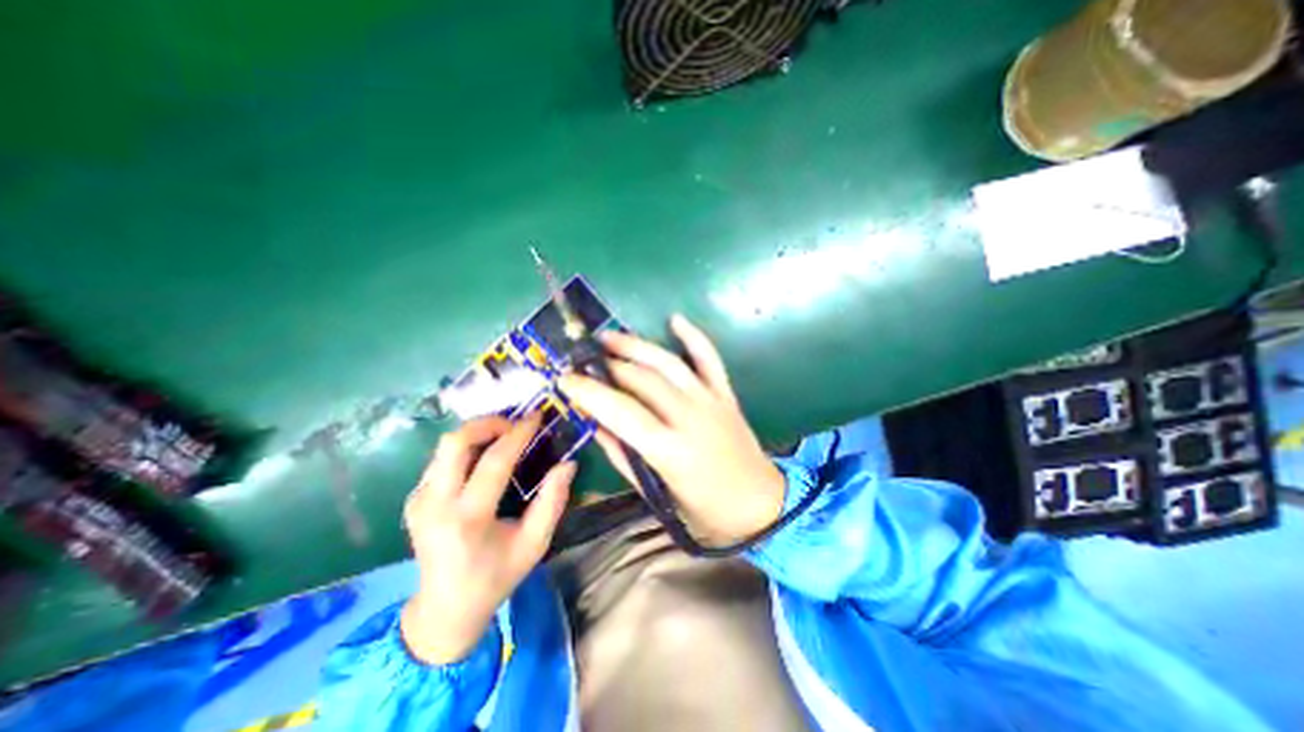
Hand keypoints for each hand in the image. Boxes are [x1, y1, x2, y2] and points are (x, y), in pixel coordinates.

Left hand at [399, 417, 571, 663]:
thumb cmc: (496, 576)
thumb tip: (568, 463)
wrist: (444, 609)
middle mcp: (435, 505)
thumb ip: (553, 502)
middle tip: (515, 424)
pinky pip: (442, 459)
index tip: (537, 416)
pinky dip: (467, 447)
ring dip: (478, 432)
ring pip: (446, 446)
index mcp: (468, 520)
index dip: (518, 434)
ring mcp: (419, 501)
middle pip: (455, 442)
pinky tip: (486, 456)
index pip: (493, 462)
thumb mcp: (535, 544)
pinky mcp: (414, 499)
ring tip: (505, 435)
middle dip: (488, 423)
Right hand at [555, 314, 775, 547]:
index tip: (565, 380)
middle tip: (583, 361)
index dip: (590, 392)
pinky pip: (710, 359)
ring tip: (609, 337)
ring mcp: (711, 402)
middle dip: (608, 366)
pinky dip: (693, 337)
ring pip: (669, 364)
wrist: (762, 505)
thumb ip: (624, 457)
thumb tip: (596, 424)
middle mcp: (691, 418)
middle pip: (643, 381)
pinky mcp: (726, 395)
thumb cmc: (706, 512)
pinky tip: (675, 319)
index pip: (622, 412)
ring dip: (637, 346)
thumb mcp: (657, 495)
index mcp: (671, 451)